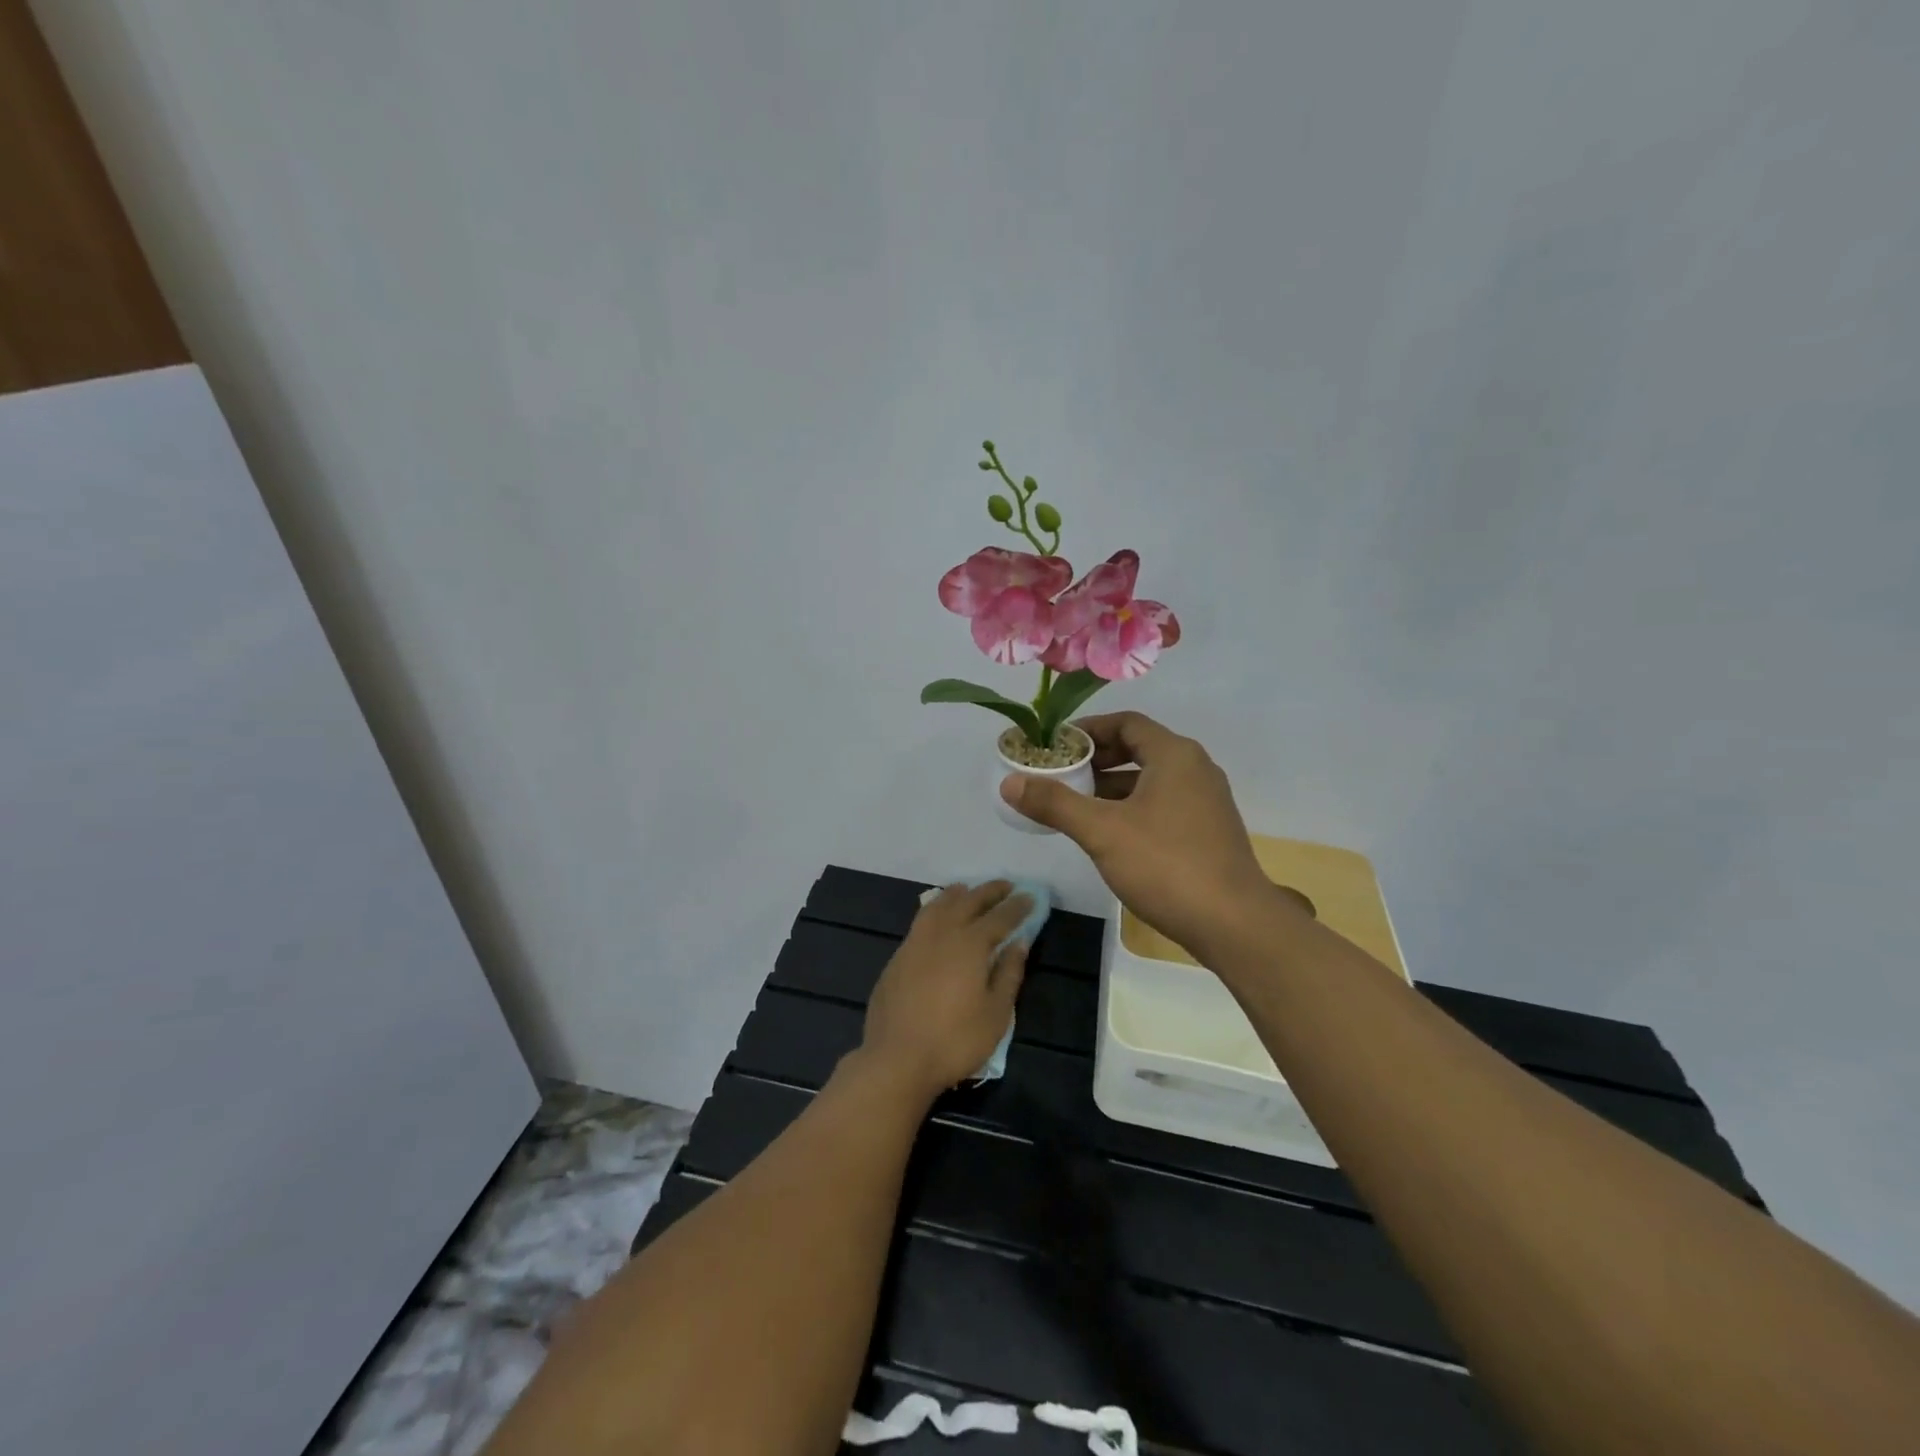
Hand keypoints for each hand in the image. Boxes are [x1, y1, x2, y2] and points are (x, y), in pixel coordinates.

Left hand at [858, 881, 1031, 1099]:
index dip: (1017, 906)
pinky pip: (921, 921)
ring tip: (967, 890)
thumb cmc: (955, 1040)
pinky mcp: (898, 958)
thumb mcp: (996, 1013)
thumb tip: (1019, 943)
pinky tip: (938, 918)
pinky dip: (935, 910)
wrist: (897, 1059)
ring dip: (957, 894)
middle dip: (989, 892)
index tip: (1030, 896)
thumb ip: (1009, 973)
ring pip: (938, 906)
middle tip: (1006, 886)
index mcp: (970, 944)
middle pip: (968, 902)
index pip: (999, 917)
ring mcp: (915, 943)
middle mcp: (942, 934)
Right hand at [1000, 711, 1281, 959]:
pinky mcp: (1207, 831)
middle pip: (1138, 748)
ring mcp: (1205, 801)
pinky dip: (1131, 808)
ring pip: (1149, 780)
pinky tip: (1107, 833)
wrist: (1234, 924)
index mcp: (1174, 755)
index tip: (1055, 746)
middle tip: (1059, 774)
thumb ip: (1055, 803)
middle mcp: (1195, 769)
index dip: (1088, 730)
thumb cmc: (1166, 865)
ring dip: (1111, 787)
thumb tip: (1009, 783)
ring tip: (1073, 804)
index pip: (1126, 723)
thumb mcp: (1102, 831)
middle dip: (1096, 760)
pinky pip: (1161, 804)